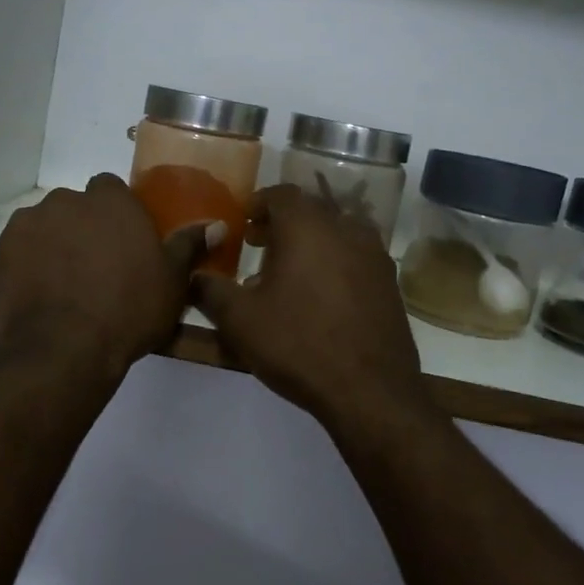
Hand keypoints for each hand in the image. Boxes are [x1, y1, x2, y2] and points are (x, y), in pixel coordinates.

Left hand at [0, 174, 217, 379]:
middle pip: (77, 206)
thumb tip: (217, 225)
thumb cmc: (128, 310)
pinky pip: (19, 249)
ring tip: (64, 283)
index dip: (117, 215)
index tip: (123, 243)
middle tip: (96, 267)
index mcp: (112, 201)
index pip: (111, 189)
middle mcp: (68, 200)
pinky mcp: (0, 250)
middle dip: (84, 227)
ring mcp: (29, 223)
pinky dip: (27, 262)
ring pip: (46, 226)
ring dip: (54, 243)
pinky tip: (39, 292)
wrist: (63, 348)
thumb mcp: (172, 281)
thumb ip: (189, 246)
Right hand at [194, 184, 427, 431]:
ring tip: (288, 274)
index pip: (281, 193)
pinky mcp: (390, 283)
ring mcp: (374, 255)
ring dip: (310, 244)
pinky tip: (319, 298)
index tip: (242, 224)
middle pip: (310, 211)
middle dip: (282, 224)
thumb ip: (211, 290)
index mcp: (308, 226)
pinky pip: (355, 258)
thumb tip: (193, 276)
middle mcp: (346, 229)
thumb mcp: (240, 320)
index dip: (258, 204)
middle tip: (258, 246)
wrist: (370, 390)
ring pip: (336, 233)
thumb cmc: (298, 344)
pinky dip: (334, 263)